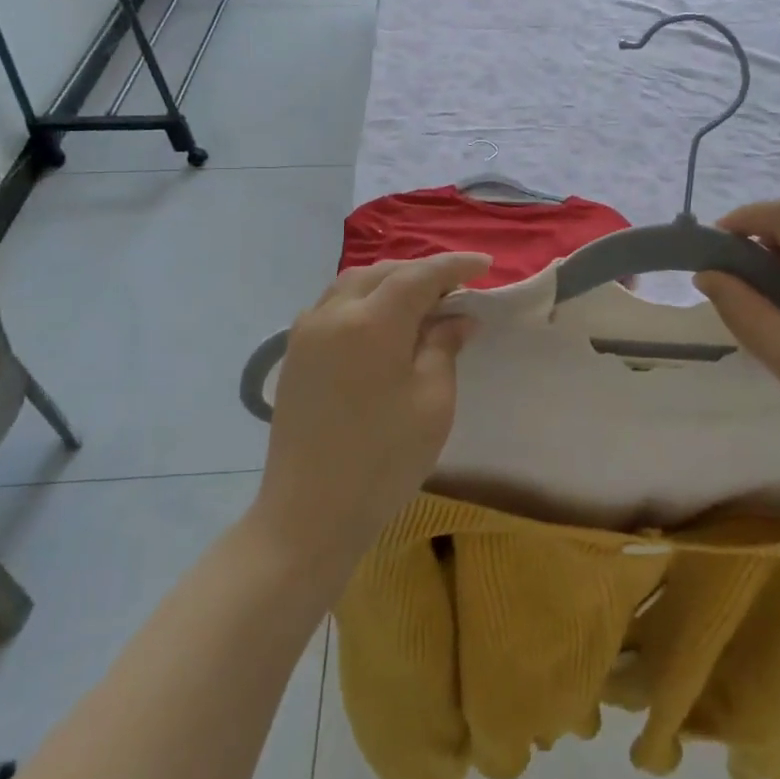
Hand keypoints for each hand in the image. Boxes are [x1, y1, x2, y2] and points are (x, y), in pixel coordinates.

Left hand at [254, 253, 490, 576]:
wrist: (308, 513)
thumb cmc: (382, 460)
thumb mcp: (432, 402)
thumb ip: (443, 347)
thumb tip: (458, 318)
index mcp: (372, 322)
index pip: (420, 276)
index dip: (454, 266)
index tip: (484, 264)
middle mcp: (334, 314)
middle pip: (384, 272)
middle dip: (423, 272)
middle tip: (456, 287)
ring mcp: (307, 332)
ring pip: (354, 283)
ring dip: (390, 281)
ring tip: (421, 299)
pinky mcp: (295, 354)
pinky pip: (332, 305)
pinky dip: (363, 298)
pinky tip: (381, 321)